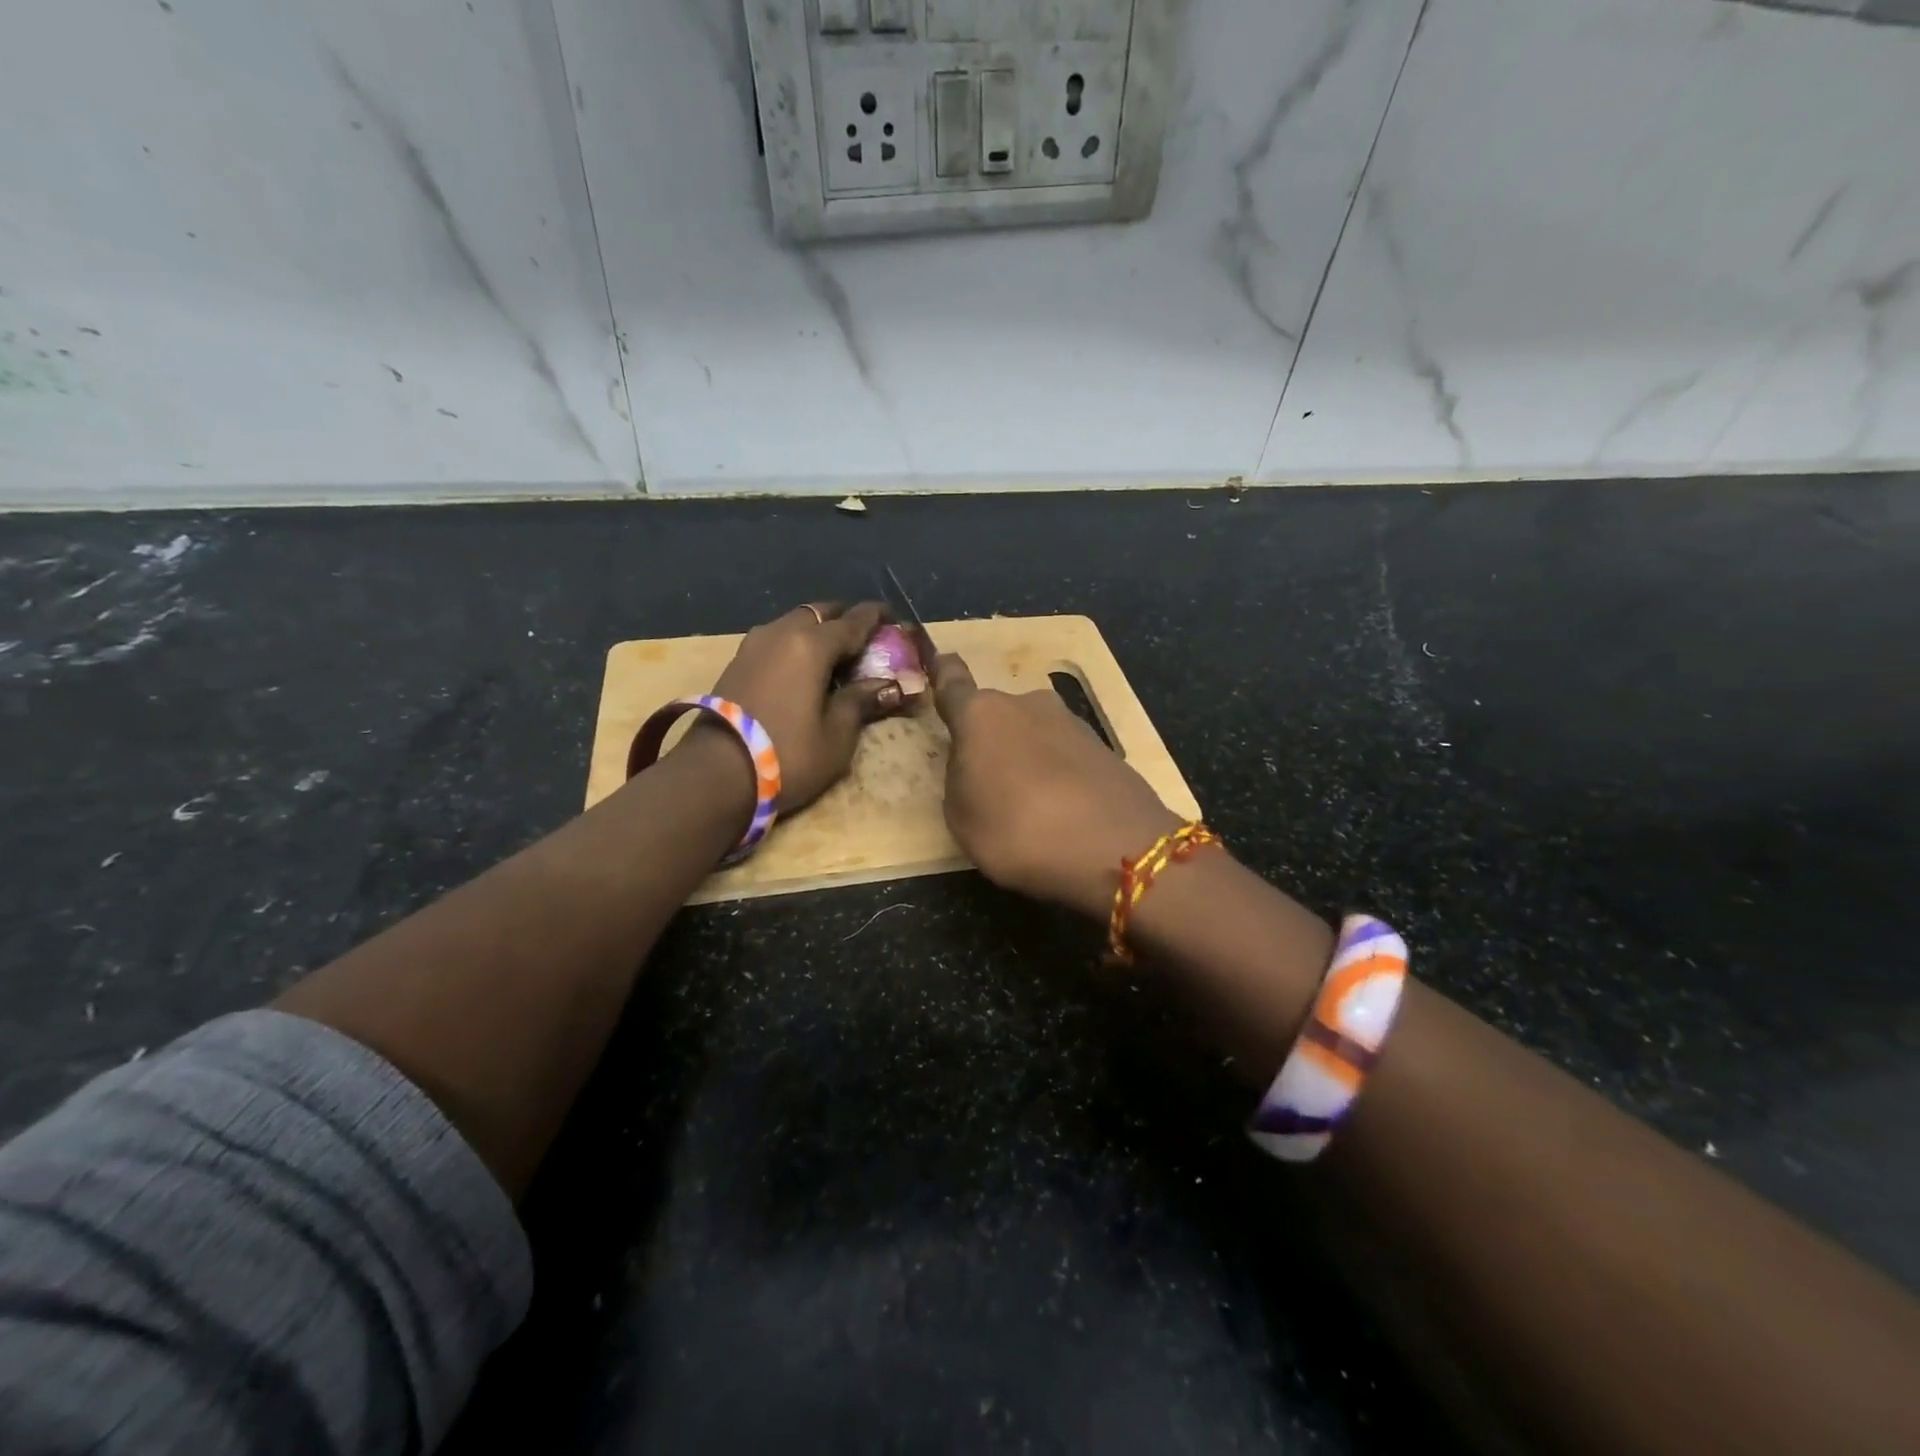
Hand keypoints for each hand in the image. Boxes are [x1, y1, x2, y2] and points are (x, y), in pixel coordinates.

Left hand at [703, 602, 903, 811]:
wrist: (715, 775)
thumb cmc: (787, 755)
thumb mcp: (836, 735)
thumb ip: (862, 702)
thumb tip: (890, 686)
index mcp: (811, 645)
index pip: (853, 621)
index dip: (876, 617)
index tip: (893, 617)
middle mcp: (781, 633)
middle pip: (820, 613)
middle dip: (844, 620)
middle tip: (865, 638)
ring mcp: (753, 646)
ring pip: (793, 623)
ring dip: (816, 631)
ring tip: (834, 655)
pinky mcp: (736, 663)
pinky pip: (775, 640)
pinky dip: (795, 644)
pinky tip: (803, 668)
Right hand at [932, 653, 1181, 918]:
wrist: (1114, 847)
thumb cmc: (1017, 831)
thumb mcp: (962, 818)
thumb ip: (961, 780)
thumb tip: (975, 764)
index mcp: (981, 715)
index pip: (953, 683)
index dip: (943, 674)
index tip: (940, 660)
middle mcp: (1026, 705)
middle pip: (998, 716)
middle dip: (991, 740)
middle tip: (989, 784)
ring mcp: (1071, 722)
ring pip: (1034, 734)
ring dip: (1027, 757)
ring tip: (1030, 805)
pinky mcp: (1104, 747)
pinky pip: (1065, 756)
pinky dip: (1058, 774)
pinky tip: (1063, 810)